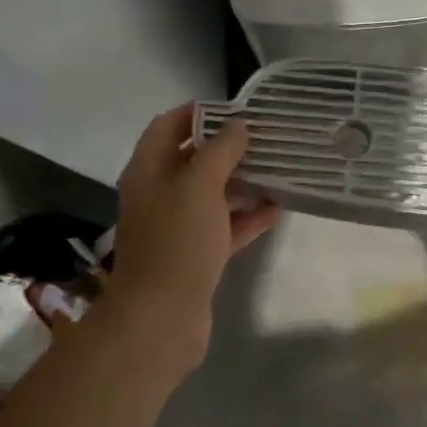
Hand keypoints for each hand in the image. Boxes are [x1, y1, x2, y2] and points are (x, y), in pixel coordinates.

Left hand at [104, 105, 279, 343]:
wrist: (161, 317)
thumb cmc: (177, 241)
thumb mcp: (200, 185)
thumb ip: (220, 151)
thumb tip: (238, 126)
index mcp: (148, 171)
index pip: (168, 126)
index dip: (199, 113)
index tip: (237, 109)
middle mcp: (159, 195)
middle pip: (192, 160)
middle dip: (227, 147)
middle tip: (265, 138)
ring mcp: (177, 228)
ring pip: (212, 195)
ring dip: (241, 182)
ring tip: (277, 169)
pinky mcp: (196, 255)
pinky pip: (224, 227)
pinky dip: (247, 217)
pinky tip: (276, 209)